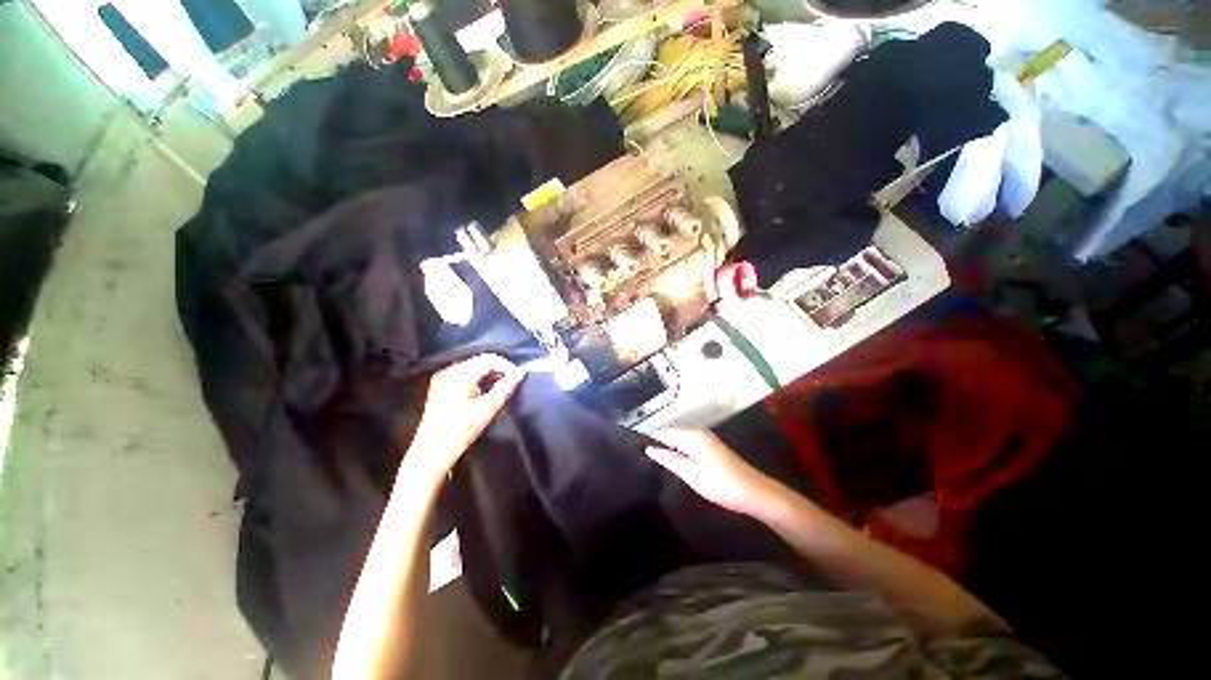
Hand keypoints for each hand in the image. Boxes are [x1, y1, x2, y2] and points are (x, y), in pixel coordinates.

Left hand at [405, 354, 524, 483]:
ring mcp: (443, 377)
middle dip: (499, 370)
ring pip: (474, 366)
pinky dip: (478, 379)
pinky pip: (465, 373)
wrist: (431, 452)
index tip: (518, 379)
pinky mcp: (441, 385)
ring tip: (501, 388)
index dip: (507, 366)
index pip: (489, 359)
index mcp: (458, 375)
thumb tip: (520, 373)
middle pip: (481, 360)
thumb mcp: (487, 409)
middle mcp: (448, 370)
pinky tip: (485, 391)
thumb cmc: (460, 432)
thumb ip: (505, 388)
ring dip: (489, 374)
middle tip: (512, 384)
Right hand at [646, 429, 778, 515]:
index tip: (635, 444)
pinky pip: (688, 441)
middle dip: (658, 440)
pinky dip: (679, 448)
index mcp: (691, 436)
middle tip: (643, 453)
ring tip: (655, 456)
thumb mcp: (691, 474)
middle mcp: (698, 431)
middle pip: (671, 431)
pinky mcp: (711, 446)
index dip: (649, 437)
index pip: (663, 430)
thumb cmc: (721, 485)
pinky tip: (675, 459)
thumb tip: (649, 448)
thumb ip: (669, 460)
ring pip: (680, 437)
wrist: (755, 492)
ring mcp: (706, 437)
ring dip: (668, 445)